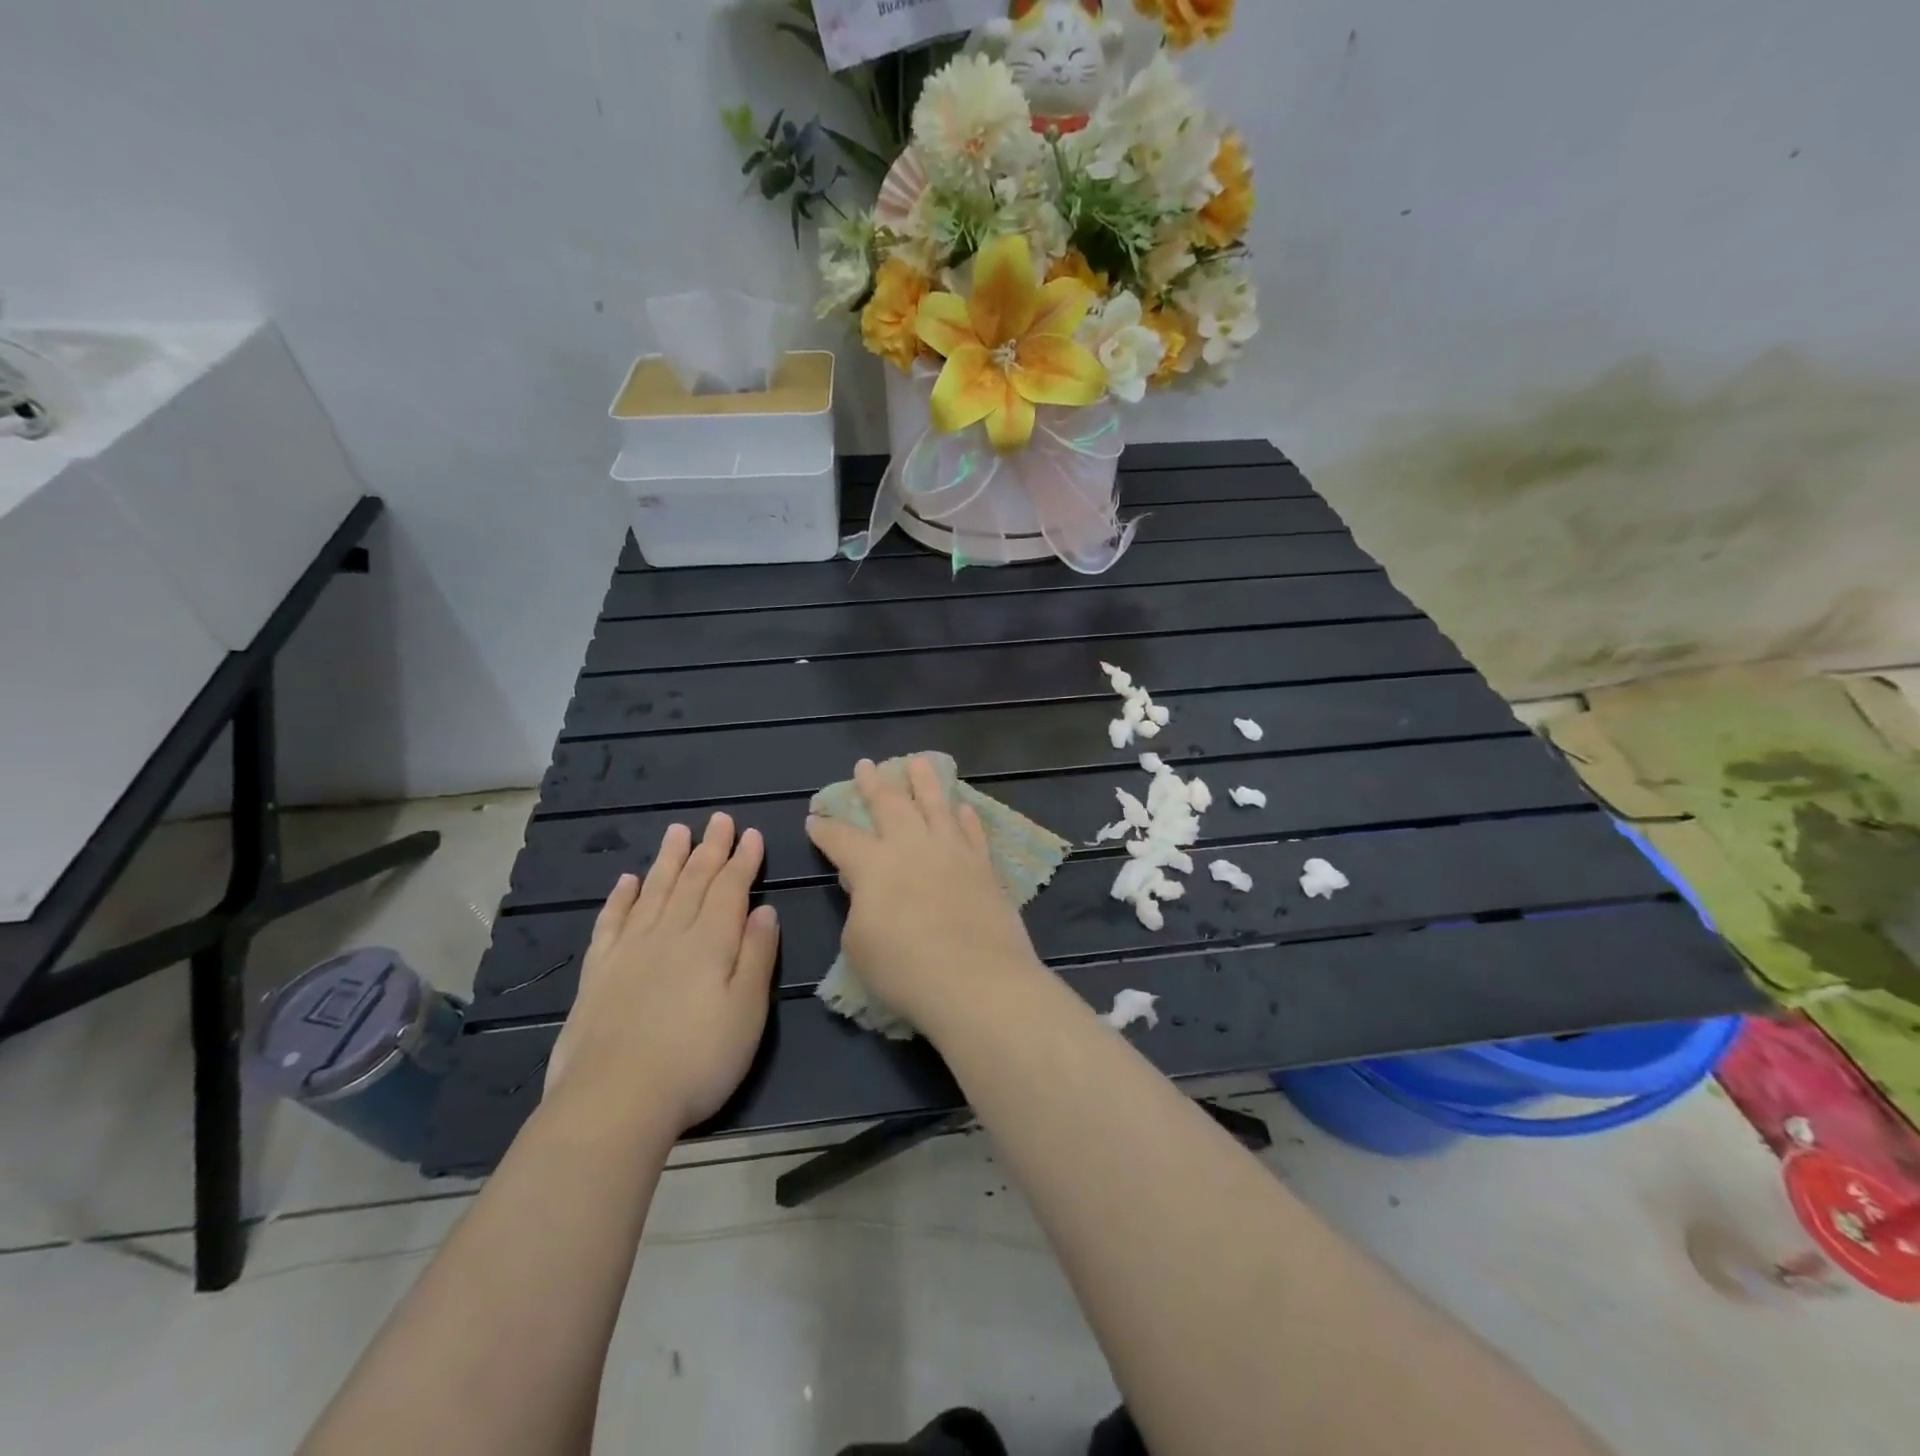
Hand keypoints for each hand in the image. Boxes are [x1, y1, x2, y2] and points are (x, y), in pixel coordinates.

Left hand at [545, 814, 779, 1135]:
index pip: (730, 889)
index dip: (742, 860)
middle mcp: (670, 934)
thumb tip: (764, 910)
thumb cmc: (697, 1060)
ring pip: (654, 892)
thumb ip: (757, 957)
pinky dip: (620, 898)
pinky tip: (627, 881)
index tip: (750, 834)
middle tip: (718, 819)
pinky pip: (611, 923)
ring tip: (677, 832)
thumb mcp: (747, 1012)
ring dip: (669, 860)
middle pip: (693, 882)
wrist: (614, 1102)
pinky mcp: (598, 973)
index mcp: (710, 942)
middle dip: (710, 849)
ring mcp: (629, 951)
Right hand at [805, 756, 1042, 1034]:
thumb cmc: (906, 971)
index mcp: (874, 865)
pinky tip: (962, 807)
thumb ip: (860, 907)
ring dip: (924, 781)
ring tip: (918, 761)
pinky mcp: (983, 866)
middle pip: (890, 805)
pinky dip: (965, 816)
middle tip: (865, 766)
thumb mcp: (859, 944)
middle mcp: (912, 846)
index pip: (841, 838)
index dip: (824, 828)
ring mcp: (952, 852)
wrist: (978, 982)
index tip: (814, 819)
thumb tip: (867, 888)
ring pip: (936, 804)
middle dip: (874, 784)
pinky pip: (972, 832)